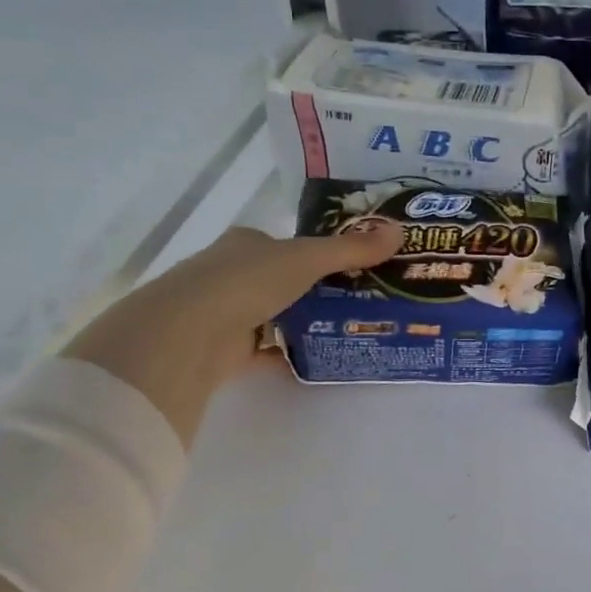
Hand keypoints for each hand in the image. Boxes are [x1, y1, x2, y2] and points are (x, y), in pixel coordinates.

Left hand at [62, 220, 403, 440]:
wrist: (190, 332)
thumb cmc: (247, 280)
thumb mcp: (308, 259)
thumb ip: (352, 249)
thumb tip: (400, 231)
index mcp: (247, 243)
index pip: (286, 245)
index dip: (317, 254)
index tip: (352, 269)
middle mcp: (232, 272)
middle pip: (282, 280)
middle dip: (315, 290)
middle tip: (360, 302)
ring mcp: (225, 311)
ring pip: (274, 314)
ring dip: (302, 322)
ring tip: (346, 330)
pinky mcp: (224, 349)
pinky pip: (265, 350)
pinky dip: (288, 355)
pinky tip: (317, 360)